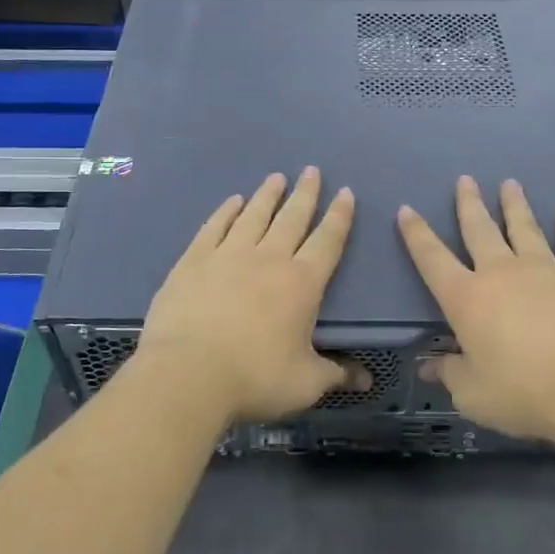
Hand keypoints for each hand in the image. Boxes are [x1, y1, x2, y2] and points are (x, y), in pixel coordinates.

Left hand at [138, 168, 358, 423]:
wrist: (188, 374)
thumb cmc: (255, 378)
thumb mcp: (305, 383)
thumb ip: (335, 374)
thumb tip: (366, 380)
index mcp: (302, 283)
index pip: (328, 241)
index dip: (339, 216)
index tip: (346, 192)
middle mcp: (269, 258)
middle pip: (292, 217)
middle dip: (306, 193)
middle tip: (312, 170)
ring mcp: (228, 254)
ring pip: (254, 215)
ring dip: (268, 195)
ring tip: (277, 177)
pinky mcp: (194, 260)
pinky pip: (215, 226)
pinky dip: (226, 211)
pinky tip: (233, 201)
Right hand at [398, 176, 554, 442]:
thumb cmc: (522, 393)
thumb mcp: (472, 394)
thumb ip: (450, 374)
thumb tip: (429, 366)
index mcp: (466, 298)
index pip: (432, 259)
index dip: (416, 234)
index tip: (407, 209)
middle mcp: (501, 274)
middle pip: (479, 230)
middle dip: (469, 204)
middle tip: (465, 179)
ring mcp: (543, 271)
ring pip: (524, 228)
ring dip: (514, 205)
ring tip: (510, 183)